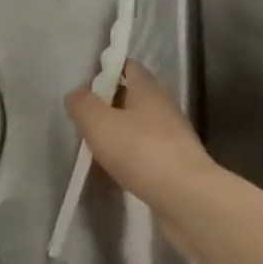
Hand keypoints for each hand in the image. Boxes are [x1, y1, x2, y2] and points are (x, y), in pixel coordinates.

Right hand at [65, 59, 218, 217]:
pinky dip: (131, 152)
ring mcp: (174, 135)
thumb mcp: (99, 123)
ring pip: (141, 123)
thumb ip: (83, 105)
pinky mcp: (176, 162)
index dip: (107, 69)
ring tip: (97, 143)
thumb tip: (76, 93)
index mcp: (148, 89)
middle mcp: (164, 106)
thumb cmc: (140, 151)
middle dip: (110, 102)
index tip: (85, 84)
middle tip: (85, 117)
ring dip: (120, 129)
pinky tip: (118, 166)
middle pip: (134, 95)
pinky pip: (148, 148)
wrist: (186, 197)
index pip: (128, 66)